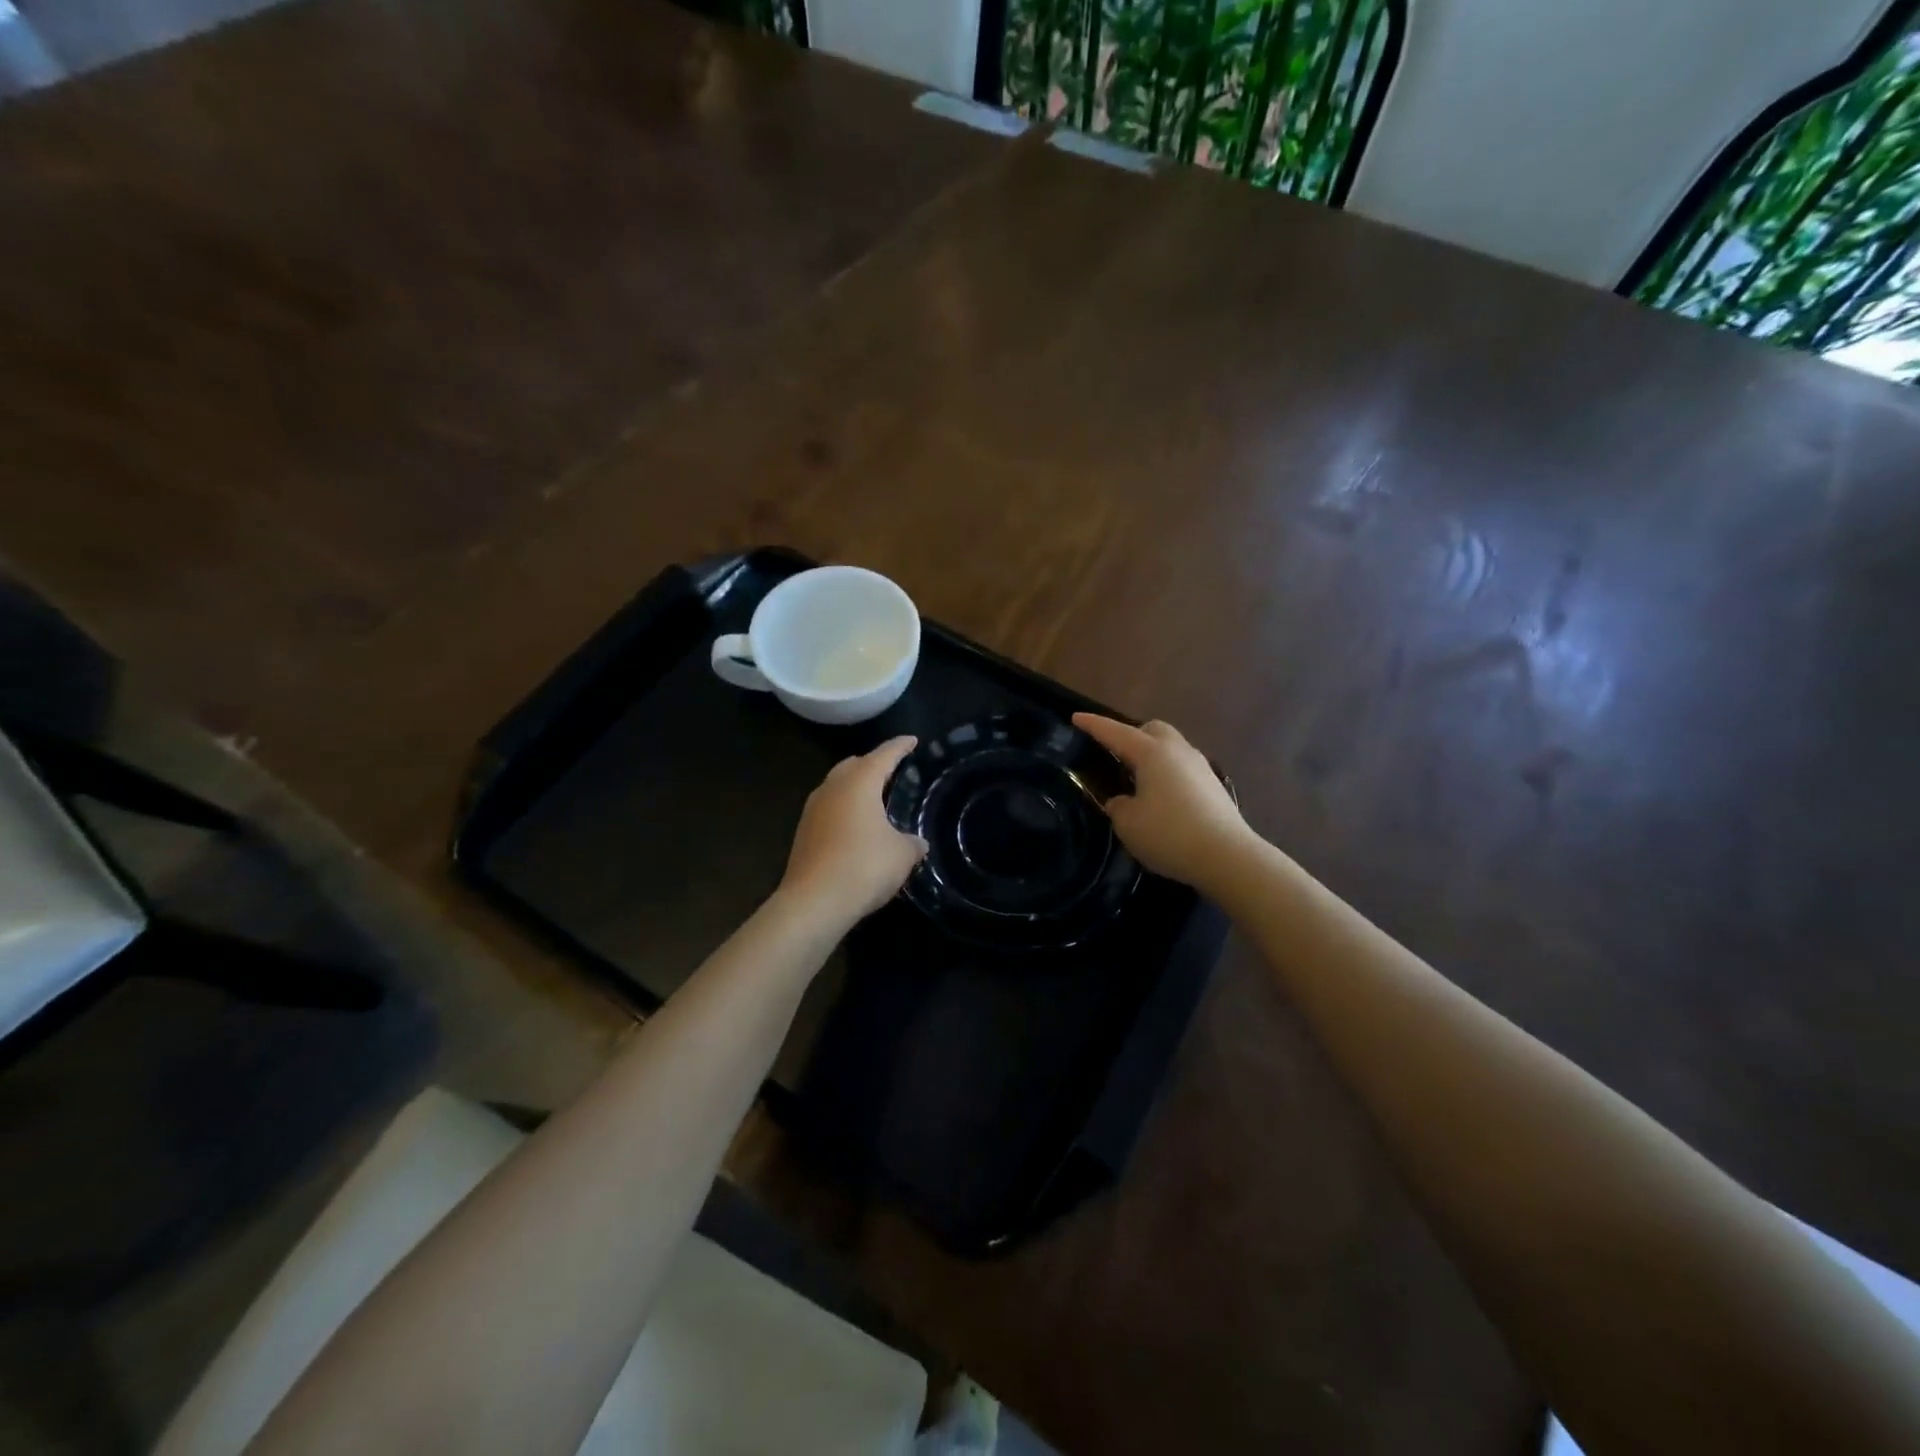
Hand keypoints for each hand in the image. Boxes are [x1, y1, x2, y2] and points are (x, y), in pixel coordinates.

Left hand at [778, 736, 927, 931]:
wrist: (813, 902)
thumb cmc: (864, 866)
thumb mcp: (902, 855)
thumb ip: (912, 843)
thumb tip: (917, 842)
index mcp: (859, 782)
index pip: (884, 754)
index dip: (900, 746)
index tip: (912, 740)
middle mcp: (832, 788)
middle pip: (854, 765)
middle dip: (873, 764)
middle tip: (892, 771)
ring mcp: (813, 810)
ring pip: (837, 786)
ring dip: (855, 788)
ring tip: (875, 799)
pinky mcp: (803, 833)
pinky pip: (829, 809)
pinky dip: (845, 810)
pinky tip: (857, 827)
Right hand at [1072, 714, 1251, 890]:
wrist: (1228, 856)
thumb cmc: (1170, 834)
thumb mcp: (1128, 824)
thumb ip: (1118, 806)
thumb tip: (1123, 801)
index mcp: (1151, 753)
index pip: (1115, 732)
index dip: (1093, 725)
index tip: (1075, 718)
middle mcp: (1177, 751)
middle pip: (1151, 729)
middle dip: (1131, 734)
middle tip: (1114, 754)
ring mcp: (1200, 766)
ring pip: (1170, 747)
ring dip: (1151, 755)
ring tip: (1136, 778)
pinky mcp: (1213, 786)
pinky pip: (1182, 768)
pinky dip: (1167, 773)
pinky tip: (1160, 797)